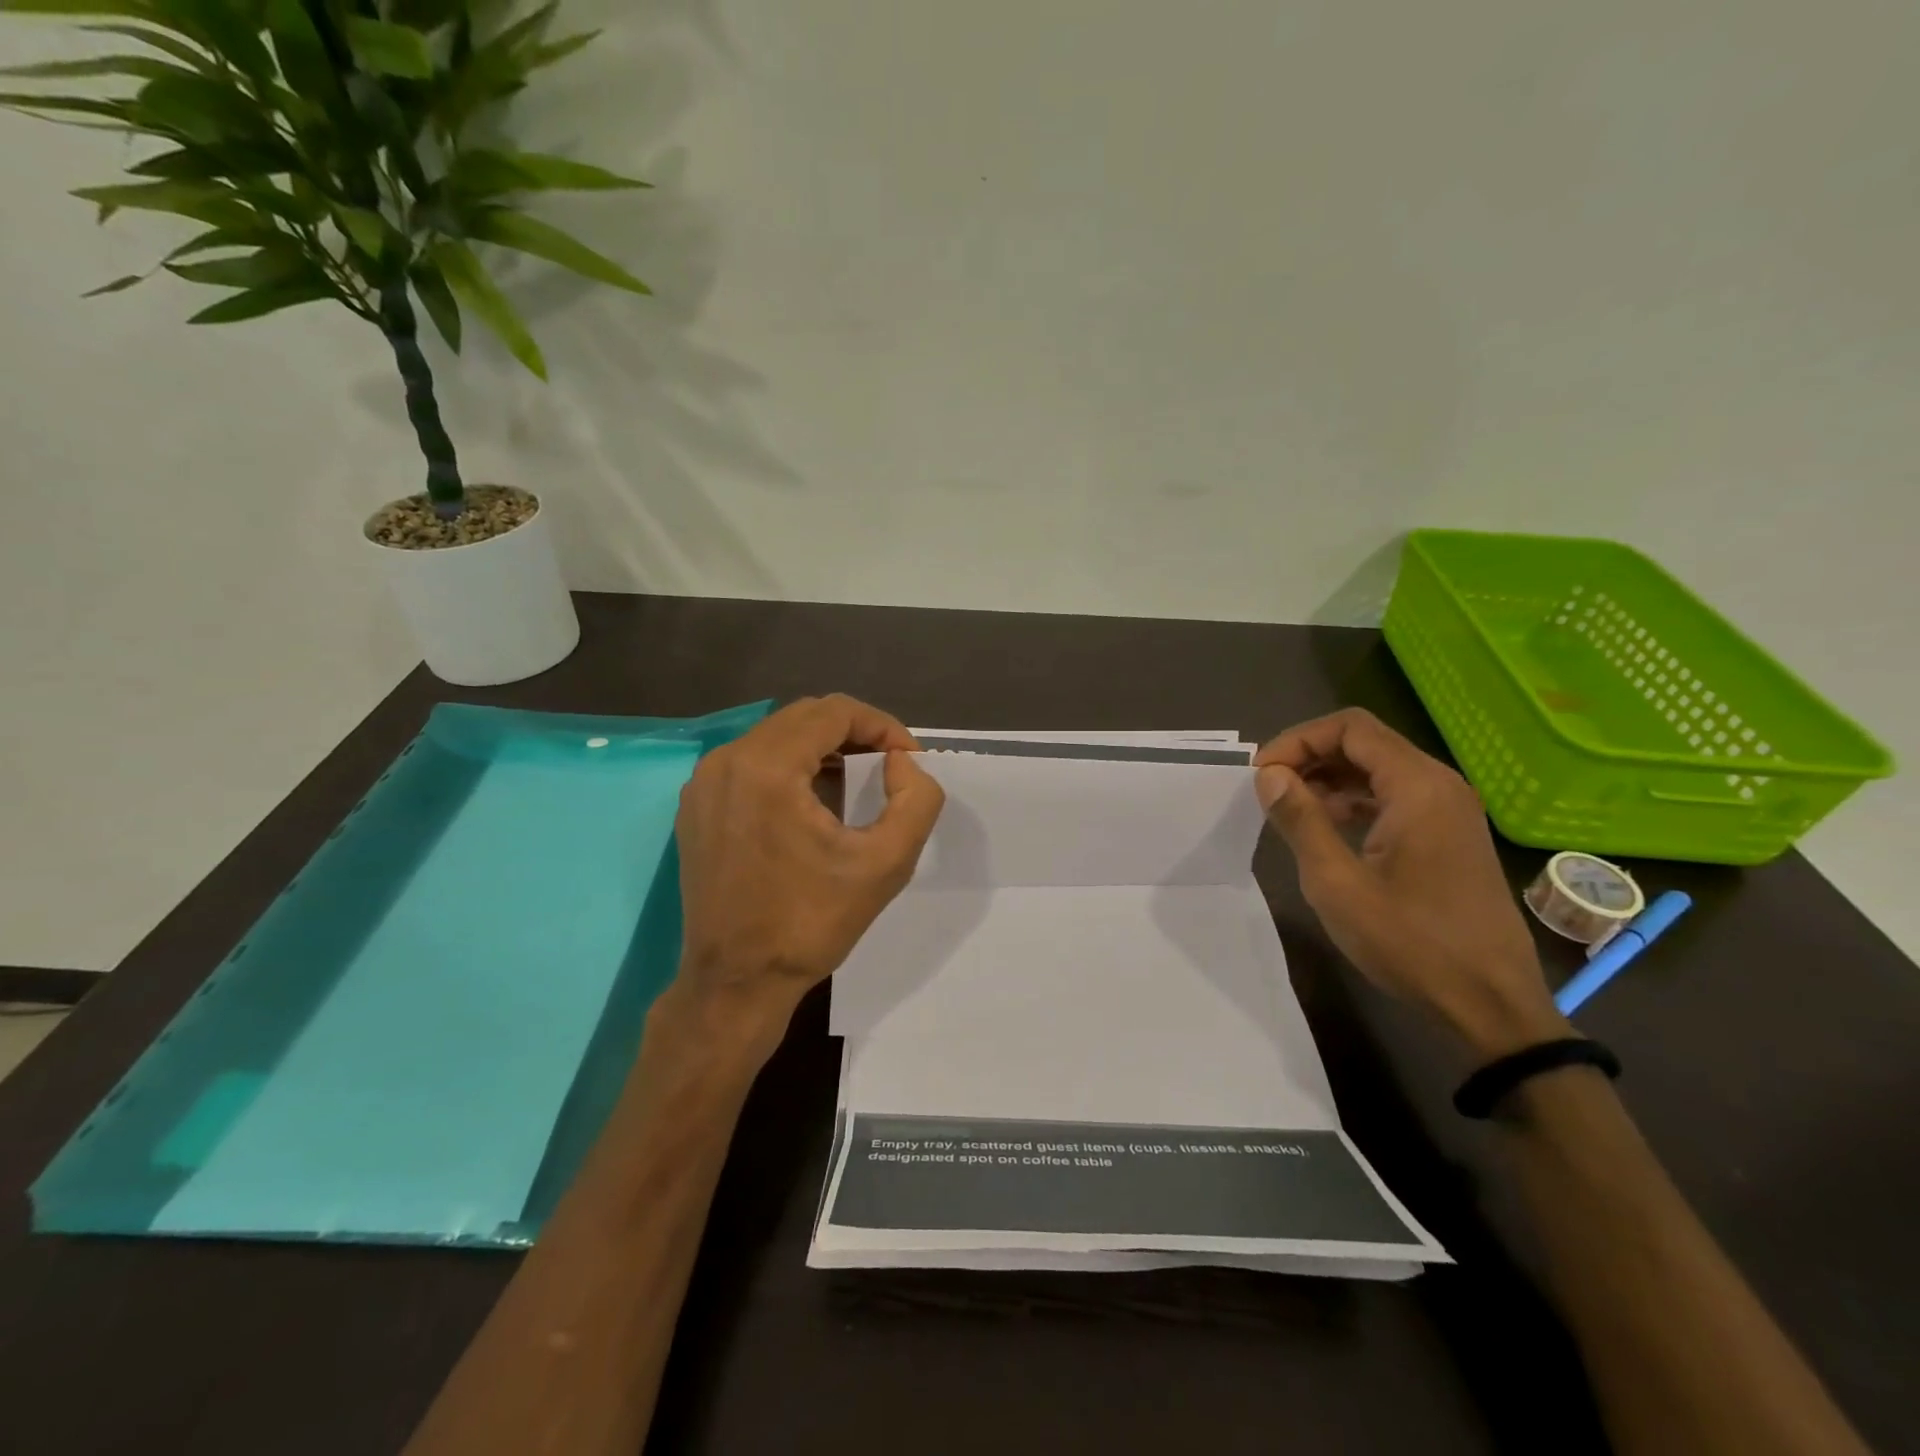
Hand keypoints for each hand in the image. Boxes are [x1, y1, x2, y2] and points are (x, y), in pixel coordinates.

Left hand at [670, 695, 945, 1044]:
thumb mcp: (886, 864)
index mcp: (767, 768)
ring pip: (776, 737)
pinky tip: (812, 804)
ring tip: (856, 782)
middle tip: (889, 768)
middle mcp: (727, 761)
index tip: (908, 761)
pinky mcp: (696, 806)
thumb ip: (915, 800)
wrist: (736, 982)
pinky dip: (789, 768)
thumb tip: (901, 764)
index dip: (882, 726)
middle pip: (803, 717)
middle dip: (854, 734)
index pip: (835, 711)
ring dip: (822, 749)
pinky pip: (751, 763)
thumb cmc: (810, 923)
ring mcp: (703, 783)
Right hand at [1255, 708, 1568, 1059]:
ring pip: (1379, 769)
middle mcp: (1440, 785)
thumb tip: (1270, 775)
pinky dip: (1355, 800)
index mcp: (1417, 786)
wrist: (1490, 1004)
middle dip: (1310, 756)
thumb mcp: (1337, 883)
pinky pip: (1395, 796)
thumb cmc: (1410, 942)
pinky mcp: (1450, 835)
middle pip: (1365, 742)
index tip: (1262, 775)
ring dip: (1330, 778)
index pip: (1350, 728)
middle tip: (1269, 789)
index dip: (1298, 740)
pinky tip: (1328, 829)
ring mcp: (1450, 810)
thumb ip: (1301, 820)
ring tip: (1290, 809)